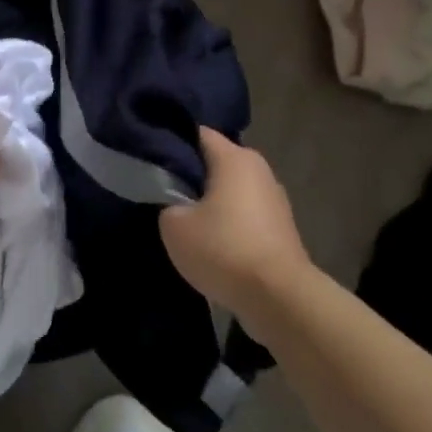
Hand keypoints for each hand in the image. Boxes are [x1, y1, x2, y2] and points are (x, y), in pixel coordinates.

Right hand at [160, 128, 314, 317]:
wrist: (278, 298)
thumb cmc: (223, 249)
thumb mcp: (173, 225)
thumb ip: (167, 202)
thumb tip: (176, 202)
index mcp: (235, 158)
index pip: (197, 133)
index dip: (171, 141)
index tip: (149, 156)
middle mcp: (259, 170)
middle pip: (216, 161)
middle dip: (191, 173)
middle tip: (161, 189)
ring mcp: (275, 199)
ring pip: (231, 189)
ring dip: (210, 200)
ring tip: (184, 218)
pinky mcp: (281, 228)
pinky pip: (244, 213)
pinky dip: (228, 221)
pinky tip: (210, 240)